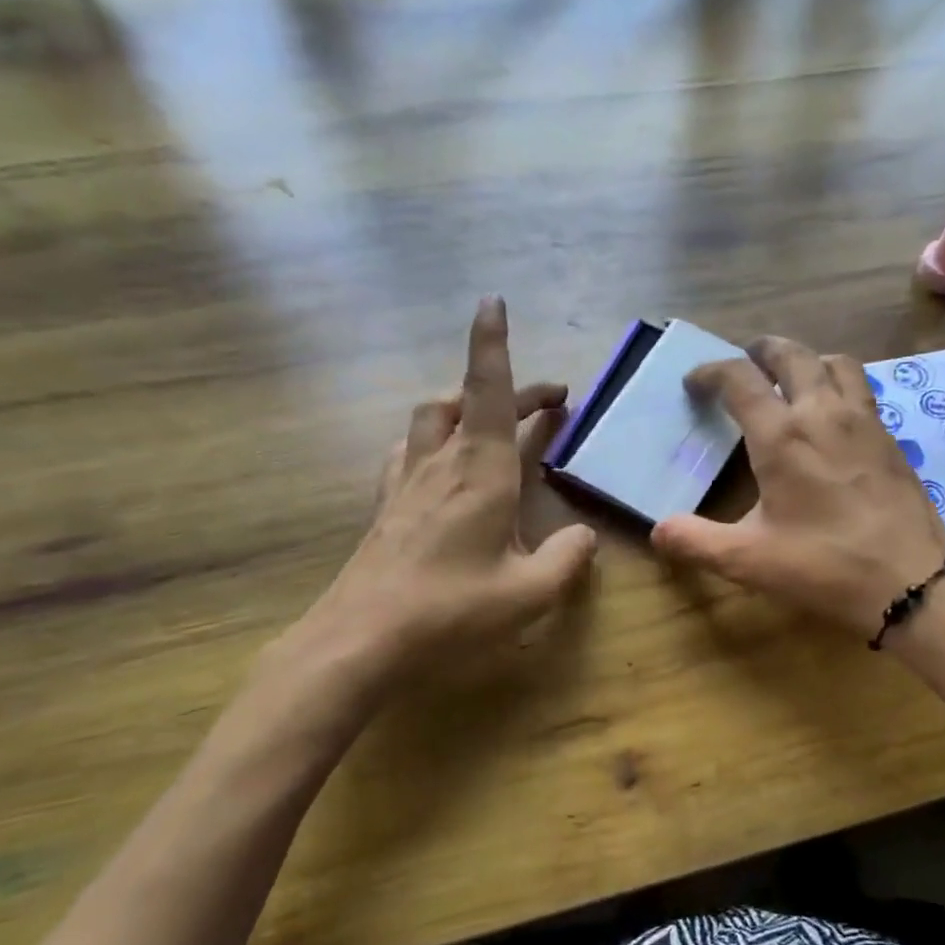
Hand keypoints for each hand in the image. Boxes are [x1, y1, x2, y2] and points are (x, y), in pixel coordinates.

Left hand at [271, 297, 597, 708]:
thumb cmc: (450, 611)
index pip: (488, 392)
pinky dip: (432, 438)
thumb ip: (568, 560)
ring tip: (492, 419)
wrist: (359, 642)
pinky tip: (440, 461)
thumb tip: (585, 537)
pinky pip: (409, 450)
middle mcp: (440, 464)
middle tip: (549, 400)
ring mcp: (407, 483)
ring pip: (432, 419)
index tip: (493, 302)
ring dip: (464, 405)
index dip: (492, 344)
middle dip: (507, 387)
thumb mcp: (529, 594)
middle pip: (468, 401)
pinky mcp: (387, 507)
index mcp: (479, 473)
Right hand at [650, 337, 944, 637]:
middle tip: (745, 360)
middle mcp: (823, 413)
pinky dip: (839, 384)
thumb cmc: (825, 566)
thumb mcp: (749, 560)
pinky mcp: (890, 438)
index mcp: (782, 435)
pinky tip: (834, 416)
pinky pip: (861, 389)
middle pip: (791, 354)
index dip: (710, 371)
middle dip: (761, 350)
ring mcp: (864, 421)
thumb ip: (696, 541)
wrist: (913, 581)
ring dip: (807, 359)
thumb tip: (657, 531)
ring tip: (792, 378)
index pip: (739, 378)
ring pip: (835, 363)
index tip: (695, 383)